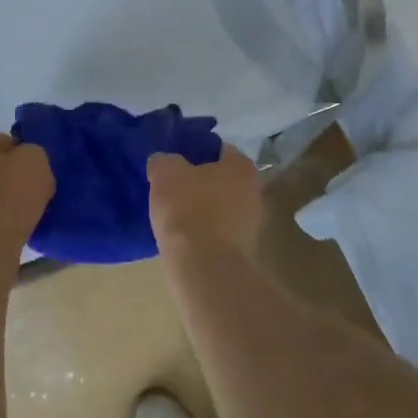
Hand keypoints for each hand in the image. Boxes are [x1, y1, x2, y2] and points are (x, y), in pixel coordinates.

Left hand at [0, 133, 54, 255]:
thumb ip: (32, 153)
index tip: (36, 173)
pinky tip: (7, 231)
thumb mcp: (36, 159)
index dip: (23, 155)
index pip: (3, 142)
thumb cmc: (10, 194)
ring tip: (20, 216)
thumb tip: (25, 163)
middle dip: (8, 177)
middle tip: (30, 193)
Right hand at [148, 146, 264, 255]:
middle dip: (197, 182)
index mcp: (241, 165)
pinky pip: (216, 232)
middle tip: (170, 187)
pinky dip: (201, 232)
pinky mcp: (241, 251)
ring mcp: (251, 224)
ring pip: (218, 207)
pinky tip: (181, 236)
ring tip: (172, 214)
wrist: (204, 268)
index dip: (192, 152)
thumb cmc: (188, 209)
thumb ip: (164, 160)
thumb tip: (163, 162)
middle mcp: (254, 190)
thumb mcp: (165, 172)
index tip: (172, 162)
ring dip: (200, 209)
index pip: (216, 148)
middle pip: (219, 179)